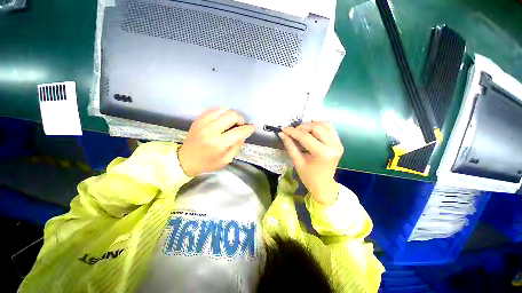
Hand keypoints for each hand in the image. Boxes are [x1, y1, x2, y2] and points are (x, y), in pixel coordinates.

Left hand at [178, 109, 255, 176]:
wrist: (185, 160)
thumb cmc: (207, 163)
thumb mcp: (226, 160)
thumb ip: (236, 146)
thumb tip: (244, 134)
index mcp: (219, 143)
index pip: (239, 131)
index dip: (249, 128)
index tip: (253, 127)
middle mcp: (211, 130)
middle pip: (231, 115)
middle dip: (240, 118)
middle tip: (241, 124)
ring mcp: (203, 123)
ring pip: (223, 110)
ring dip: (231, 114)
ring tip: (232, 121)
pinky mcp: (199, 120)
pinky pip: (213, 110)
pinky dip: (222, 112)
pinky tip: (223, 118)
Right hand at [279, 122, 343, 205]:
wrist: (323, 184)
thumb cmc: (309, 176)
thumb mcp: (297, 162)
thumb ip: (290, 146)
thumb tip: (282, 133)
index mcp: (323, 154)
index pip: (306, 137)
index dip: (293, 131)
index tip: (283, 129)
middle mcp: (333, 146)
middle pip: (316, 127)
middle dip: (302, 127)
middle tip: (292, 132)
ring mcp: (338, 144)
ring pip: (324, 124)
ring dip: (311, 124)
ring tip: (301, 130)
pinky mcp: (339, 143)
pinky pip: (330, 128)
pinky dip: (320, 125)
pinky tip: (311, 127)